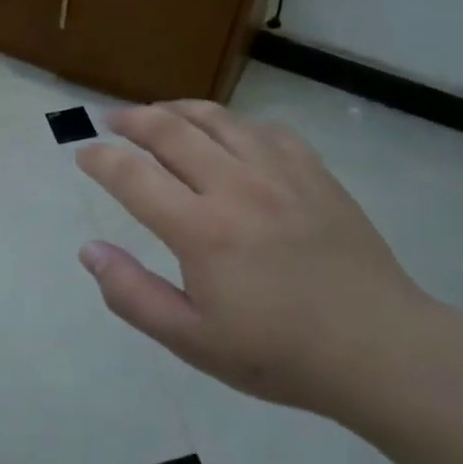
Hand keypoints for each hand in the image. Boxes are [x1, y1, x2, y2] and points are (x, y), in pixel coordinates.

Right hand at [76, 102, 439, 414]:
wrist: (379, 349)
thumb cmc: (278, 353)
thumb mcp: (191, 340)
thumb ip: (132, 294)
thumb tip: (89, 251)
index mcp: (201, 229)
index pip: (132, 175)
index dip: (100, 159)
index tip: (83, 153)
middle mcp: (235, 186)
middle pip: (170, 130)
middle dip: (132, 120)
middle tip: (112, 121)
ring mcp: (279, 173)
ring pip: (217, 118)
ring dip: (177, 110)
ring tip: (159, 114)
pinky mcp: (313, 172)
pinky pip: (264, 128)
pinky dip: (233, 123)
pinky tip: (228, 136)